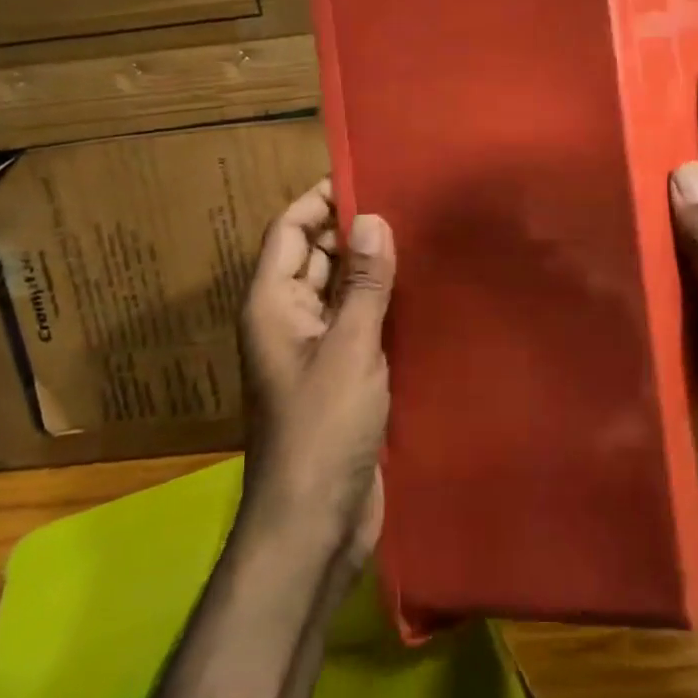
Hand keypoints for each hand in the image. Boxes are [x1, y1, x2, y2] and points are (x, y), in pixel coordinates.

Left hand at [238, 179, 394, 570]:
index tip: (367, 174)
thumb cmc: (323, 430)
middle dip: (354, 229)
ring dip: (373, 268)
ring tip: (424, 236)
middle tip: (410, 202)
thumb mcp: (349, 349)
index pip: (290, 231)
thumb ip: (362, 284)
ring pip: (343, 292)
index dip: (320, 199)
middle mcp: (290, 320)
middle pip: (317, 257)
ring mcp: (317, 350)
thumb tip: (371, 218)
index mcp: (273, 305)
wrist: (315, 522)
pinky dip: (383, 305)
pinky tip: (424, 292)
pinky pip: (361, 325)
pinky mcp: (344, 376)